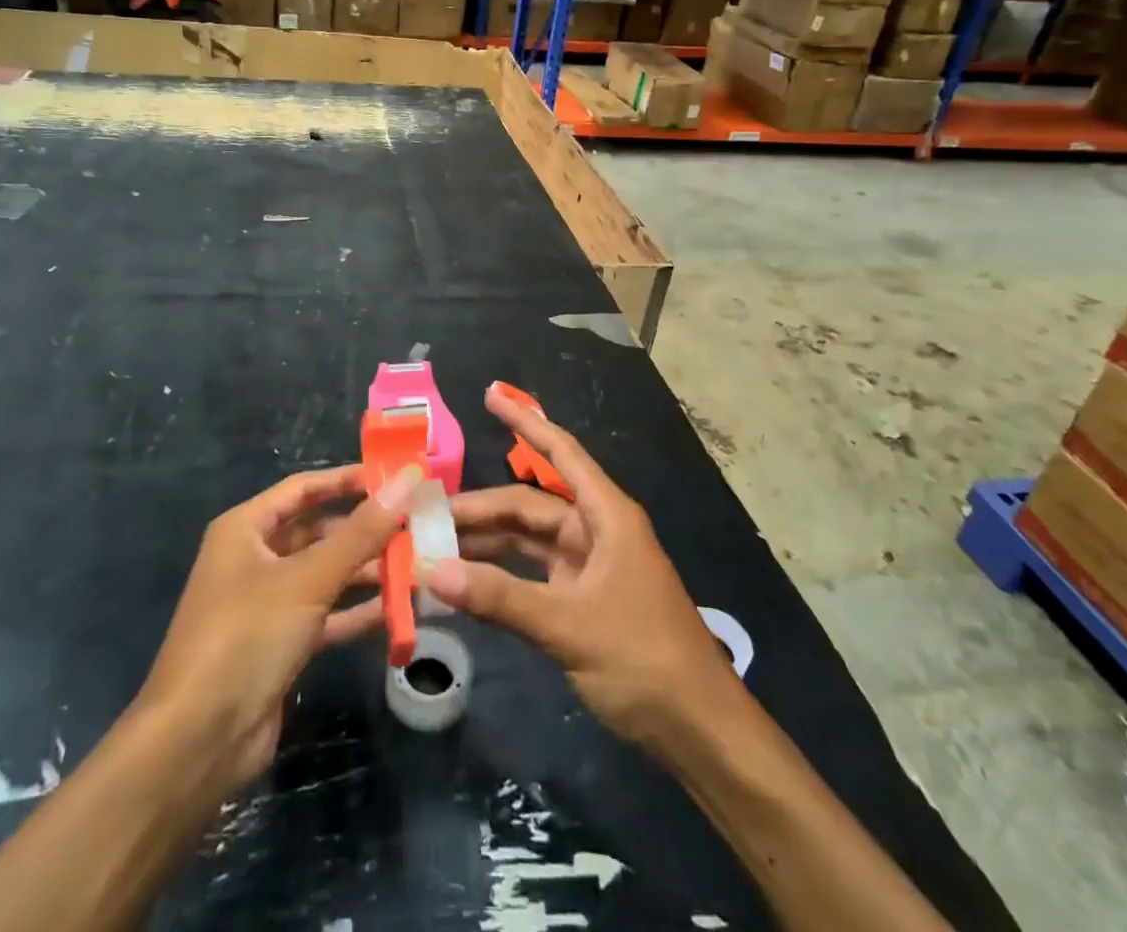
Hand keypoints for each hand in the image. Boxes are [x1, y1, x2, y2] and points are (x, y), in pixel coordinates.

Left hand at [135, 464, 416, 797]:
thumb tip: (406, 479)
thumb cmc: (246, 637)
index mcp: (245, 529)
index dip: (347, 480)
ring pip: (324, 574)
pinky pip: (325, 615)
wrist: (197, 743)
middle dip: (364, 530)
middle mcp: (254, 558)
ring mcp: (266, 604)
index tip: (395, 477)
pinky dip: (356, 611)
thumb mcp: (308, 578)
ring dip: (365, 571)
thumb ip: (361, 531)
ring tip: (416, 565)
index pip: (304, 488)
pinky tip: (398, 609)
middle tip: (416, 524)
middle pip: (317, 531)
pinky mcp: (280, 644)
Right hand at [426, 385, 740, 756]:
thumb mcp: (569, 626)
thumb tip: (434, 571)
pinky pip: (533, 572)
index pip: (560, 452)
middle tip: (428, 515)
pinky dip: (502, 573)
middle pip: (530, 504)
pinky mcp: (582, 599)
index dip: (525, 421)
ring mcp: (588, 566)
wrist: (699, 731)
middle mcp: (596, 531)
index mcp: (606, 516)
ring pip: (528, 539)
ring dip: (487, 541)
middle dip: (481, 508)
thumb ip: (500, 597)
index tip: (490, 394)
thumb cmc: (644, 660)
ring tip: (436, 544)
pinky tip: (467, 579)